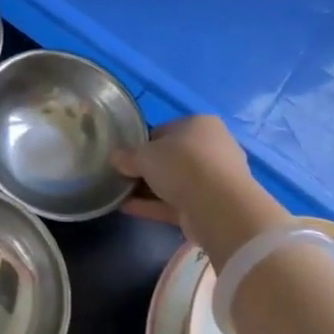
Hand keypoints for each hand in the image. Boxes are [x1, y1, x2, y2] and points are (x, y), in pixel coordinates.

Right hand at [112, 115, 257, 236]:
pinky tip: (128, 209)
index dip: (142, 143)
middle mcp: (212, 148)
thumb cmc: (181, 164)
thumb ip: (127, 156)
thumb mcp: (145, 155)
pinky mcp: (211, 205)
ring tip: (120, 195)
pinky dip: (154, 205)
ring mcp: (214, 179)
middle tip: (122, 176)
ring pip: (174, 182)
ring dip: (149, 189)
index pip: (165, 130)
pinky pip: (176, 202)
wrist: (218, 206)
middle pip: (171, 158)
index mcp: (200, 125)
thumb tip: (114, 157)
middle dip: (147, 169)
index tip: (125, 156)